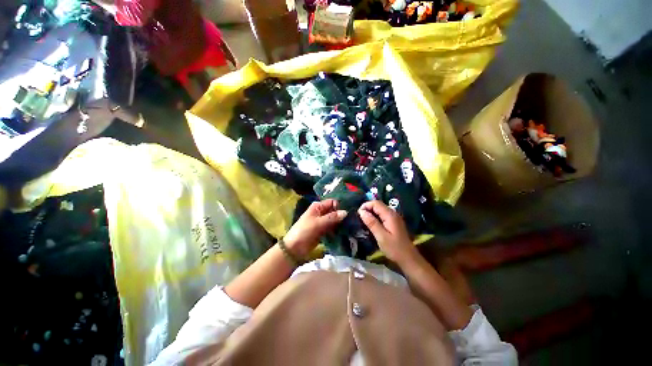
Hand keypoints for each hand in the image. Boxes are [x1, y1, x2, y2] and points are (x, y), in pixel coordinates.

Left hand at [283, 199, 346, 257]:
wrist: (294, 248)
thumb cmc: (304, 232)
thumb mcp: (318, 223)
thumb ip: (332, 217)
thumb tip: (346, 212)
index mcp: (318, 206)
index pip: (332, 202)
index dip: (339, 206)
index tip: (347, 214)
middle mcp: (321, 212)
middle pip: (334, 211)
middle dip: (341, 215)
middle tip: (352, 221)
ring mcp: (322, 222)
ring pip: (334, 220)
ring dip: (341, 223)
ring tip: (350, 227)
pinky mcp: (323, 231)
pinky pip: (333, 228)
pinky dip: (337, 230)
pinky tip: (345, 232)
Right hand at [358, 200, 418, 265]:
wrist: (409, 259)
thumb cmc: (394, 248)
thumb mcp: (381, 236)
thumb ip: (372, 223)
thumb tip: (361, 212)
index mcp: (390, 215)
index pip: (376, 203)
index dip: (366, 205)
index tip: (358, 214)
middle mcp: (393, 213)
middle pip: (378, 205)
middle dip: (368, 208)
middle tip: (360, 218)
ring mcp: (394, 217)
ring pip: (380, 209)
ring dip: (371, 212)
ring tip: (364, 221)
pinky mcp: (394, 222)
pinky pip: (382, 215)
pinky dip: (375, 216)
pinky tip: (372, 224)